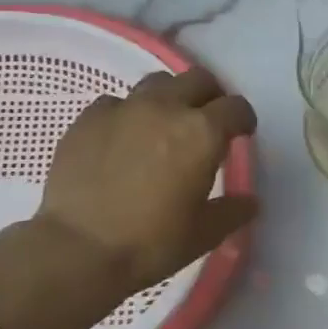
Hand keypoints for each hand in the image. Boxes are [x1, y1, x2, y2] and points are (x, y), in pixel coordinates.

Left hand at [34, 67, 258, 297]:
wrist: (78, 249)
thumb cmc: (151, 242)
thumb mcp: (204, 234)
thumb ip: (232, 211)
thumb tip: (249, 202)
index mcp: (202, 133)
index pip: (236, 107)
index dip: (243, 119)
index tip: (241, 134)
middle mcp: (166, 108)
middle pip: (199, 79)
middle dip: (210, 96)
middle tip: (207, 122)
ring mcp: (124, 108)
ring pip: (157, 82)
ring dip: (170, 98)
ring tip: (164, 125)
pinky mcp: (88, 118)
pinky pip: (117, 102)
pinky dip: (128, 114)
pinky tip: (122, 139)